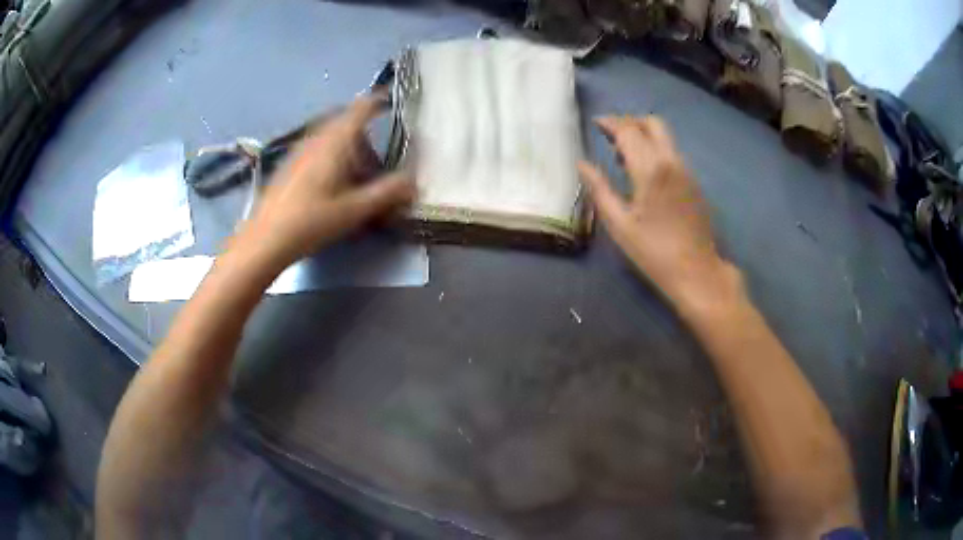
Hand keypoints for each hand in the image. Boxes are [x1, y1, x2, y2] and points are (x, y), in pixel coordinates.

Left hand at [236, 93, 413, 268]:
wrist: (265, 239)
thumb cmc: (311, 221)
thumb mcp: (355, 209)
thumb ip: (388, 193)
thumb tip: (415, 182)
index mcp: (335, 141)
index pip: (361, 108)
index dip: (379, 101)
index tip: (392, 102)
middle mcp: (317, 138)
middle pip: (346, 122)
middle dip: (365, 137)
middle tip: (376, 163)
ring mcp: (299, 150)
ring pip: (330, 137)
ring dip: (347, 149)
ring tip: (354, 179)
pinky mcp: (289, 164)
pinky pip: (317, 149)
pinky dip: (331, 158)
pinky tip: (330, 186)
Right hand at [579, 115, 738, 308]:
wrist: (697, 271)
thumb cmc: (654, 252)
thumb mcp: (619, 224)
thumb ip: (599, 189)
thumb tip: (582, 164)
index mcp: (651, 169)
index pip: (629, 130)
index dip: (610, 123)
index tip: (596, 124)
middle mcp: (672, 161)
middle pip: (653, 123)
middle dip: (630, 122)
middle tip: (610, 135)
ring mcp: (687, 170)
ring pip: (665, 137)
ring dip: (643, 136)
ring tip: (623, 157)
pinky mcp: (694, 182)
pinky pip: (672, 153)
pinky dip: (656, 150)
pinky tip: (645, 173)